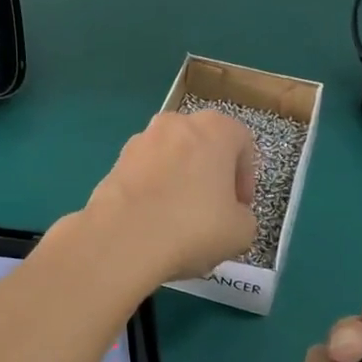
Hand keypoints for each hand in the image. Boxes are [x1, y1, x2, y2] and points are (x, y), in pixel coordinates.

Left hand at [81, 110, 256, 282]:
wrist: (123, 238)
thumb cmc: (193, 226)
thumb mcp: (242, 231)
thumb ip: (244, 216)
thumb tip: (231, 215)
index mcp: (214, 127)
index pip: (241, 143)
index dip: (245, 178)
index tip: (240, 206)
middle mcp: (176, 123)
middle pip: (203, 146)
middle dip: (211, 175)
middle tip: (213, 211)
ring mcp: (140, 140)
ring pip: (172, 159)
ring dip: (180, 181)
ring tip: (179, 220)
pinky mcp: (115, 162)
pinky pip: (145, 174)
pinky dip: (153, 191)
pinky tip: (154, 222)